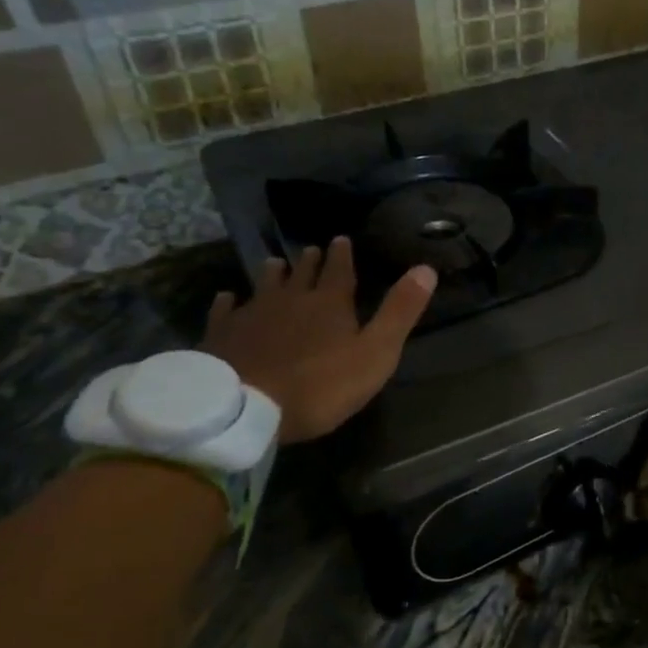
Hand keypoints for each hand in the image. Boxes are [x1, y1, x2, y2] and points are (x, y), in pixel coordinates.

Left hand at [203, 238, 436, 444]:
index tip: (342, 239)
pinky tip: (227, 298)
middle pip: (302, 274)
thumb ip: (399, 312)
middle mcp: (291, 300)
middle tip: (311, 248)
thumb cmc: (319, 385)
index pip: (340, 271)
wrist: (243, 408)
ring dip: (273, 273)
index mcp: (330, 304)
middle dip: (310, 261)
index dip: (343, 255)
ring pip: (265, 285)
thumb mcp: (375, 352)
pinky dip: (229, 302)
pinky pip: (226, 311)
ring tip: (275, 262)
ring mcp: (252, 315)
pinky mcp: (221, 335)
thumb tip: (426, 268)